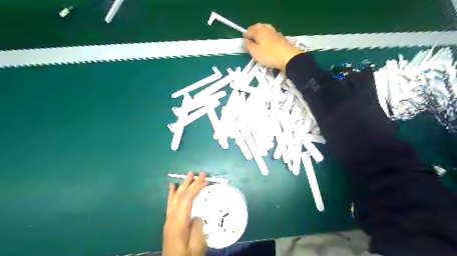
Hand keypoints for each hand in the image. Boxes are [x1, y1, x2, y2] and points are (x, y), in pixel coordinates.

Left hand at [162, 172, 207, 255]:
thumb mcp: (197, 247)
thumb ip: (197, 228)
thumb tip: (196, 216)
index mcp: (179, 223)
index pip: (187, 200)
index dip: (196, 188)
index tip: (206, 180)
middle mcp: (171, 218)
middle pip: (181, 196)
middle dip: (191, 183)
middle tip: (201, 173)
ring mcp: (168, 220)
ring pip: (175, 198)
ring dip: (183, 185)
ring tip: (189, 174)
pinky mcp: (169, 223)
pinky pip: (170, 204)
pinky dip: (171, 193)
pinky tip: (172, 186)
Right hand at [243, 23, 302, 70]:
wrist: (288, 57)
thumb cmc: (269, 55)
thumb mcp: (255, 52)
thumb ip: (248, 45)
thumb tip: (245, 40)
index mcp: (259, 31)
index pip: (249, 31)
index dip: (245, 35)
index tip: (243, 40)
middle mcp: (267, 29)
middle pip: (258, 27)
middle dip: (252, 30)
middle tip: (249, 36)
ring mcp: (275, 32)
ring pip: (265, 29)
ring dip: (260, 31)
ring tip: (257, 37)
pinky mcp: (281, 38)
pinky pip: (271, 34)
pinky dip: (267, 35)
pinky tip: (267, 40)